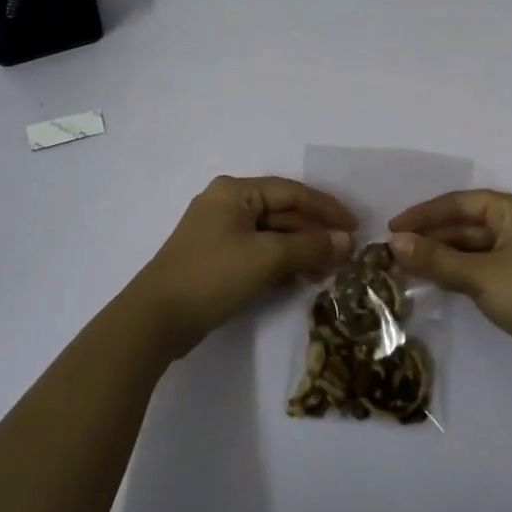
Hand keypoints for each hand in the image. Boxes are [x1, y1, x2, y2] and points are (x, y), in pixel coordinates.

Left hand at [129, 176, 355, 358]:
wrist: (156, 319)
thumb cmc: (213, 275)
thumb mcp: (267, 257)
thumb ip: (310, 246)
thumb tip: (347, 242)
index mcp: (235, 192)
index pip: (292, 192)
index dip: (326, 208)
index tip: (355, 227)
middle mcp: (226, 204)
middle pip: (282, 212)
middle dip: (314, 232)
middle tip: (346, 253)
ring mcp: (219, 233)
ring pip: (272, 234)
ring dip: (301, 249)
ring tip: (330, 268)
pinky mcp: (216, 259)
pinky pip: (258, 252)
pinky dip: (281, 262)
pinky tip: (302, 278)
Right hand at [389, 191, 511, 377]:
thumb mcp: (479, 275)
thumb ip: (436, 258)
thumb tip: (394, 243)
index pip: (459, 202)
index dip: (423, 214)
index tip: (392, 229)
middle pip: (466, 223)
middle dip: (432, 237)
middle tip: (395, 252)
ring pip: (474, 246)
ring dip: (444, 255)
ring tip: (409, 267)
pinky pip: (484, 264)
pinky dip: (460, 270)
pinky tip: (438, 281)